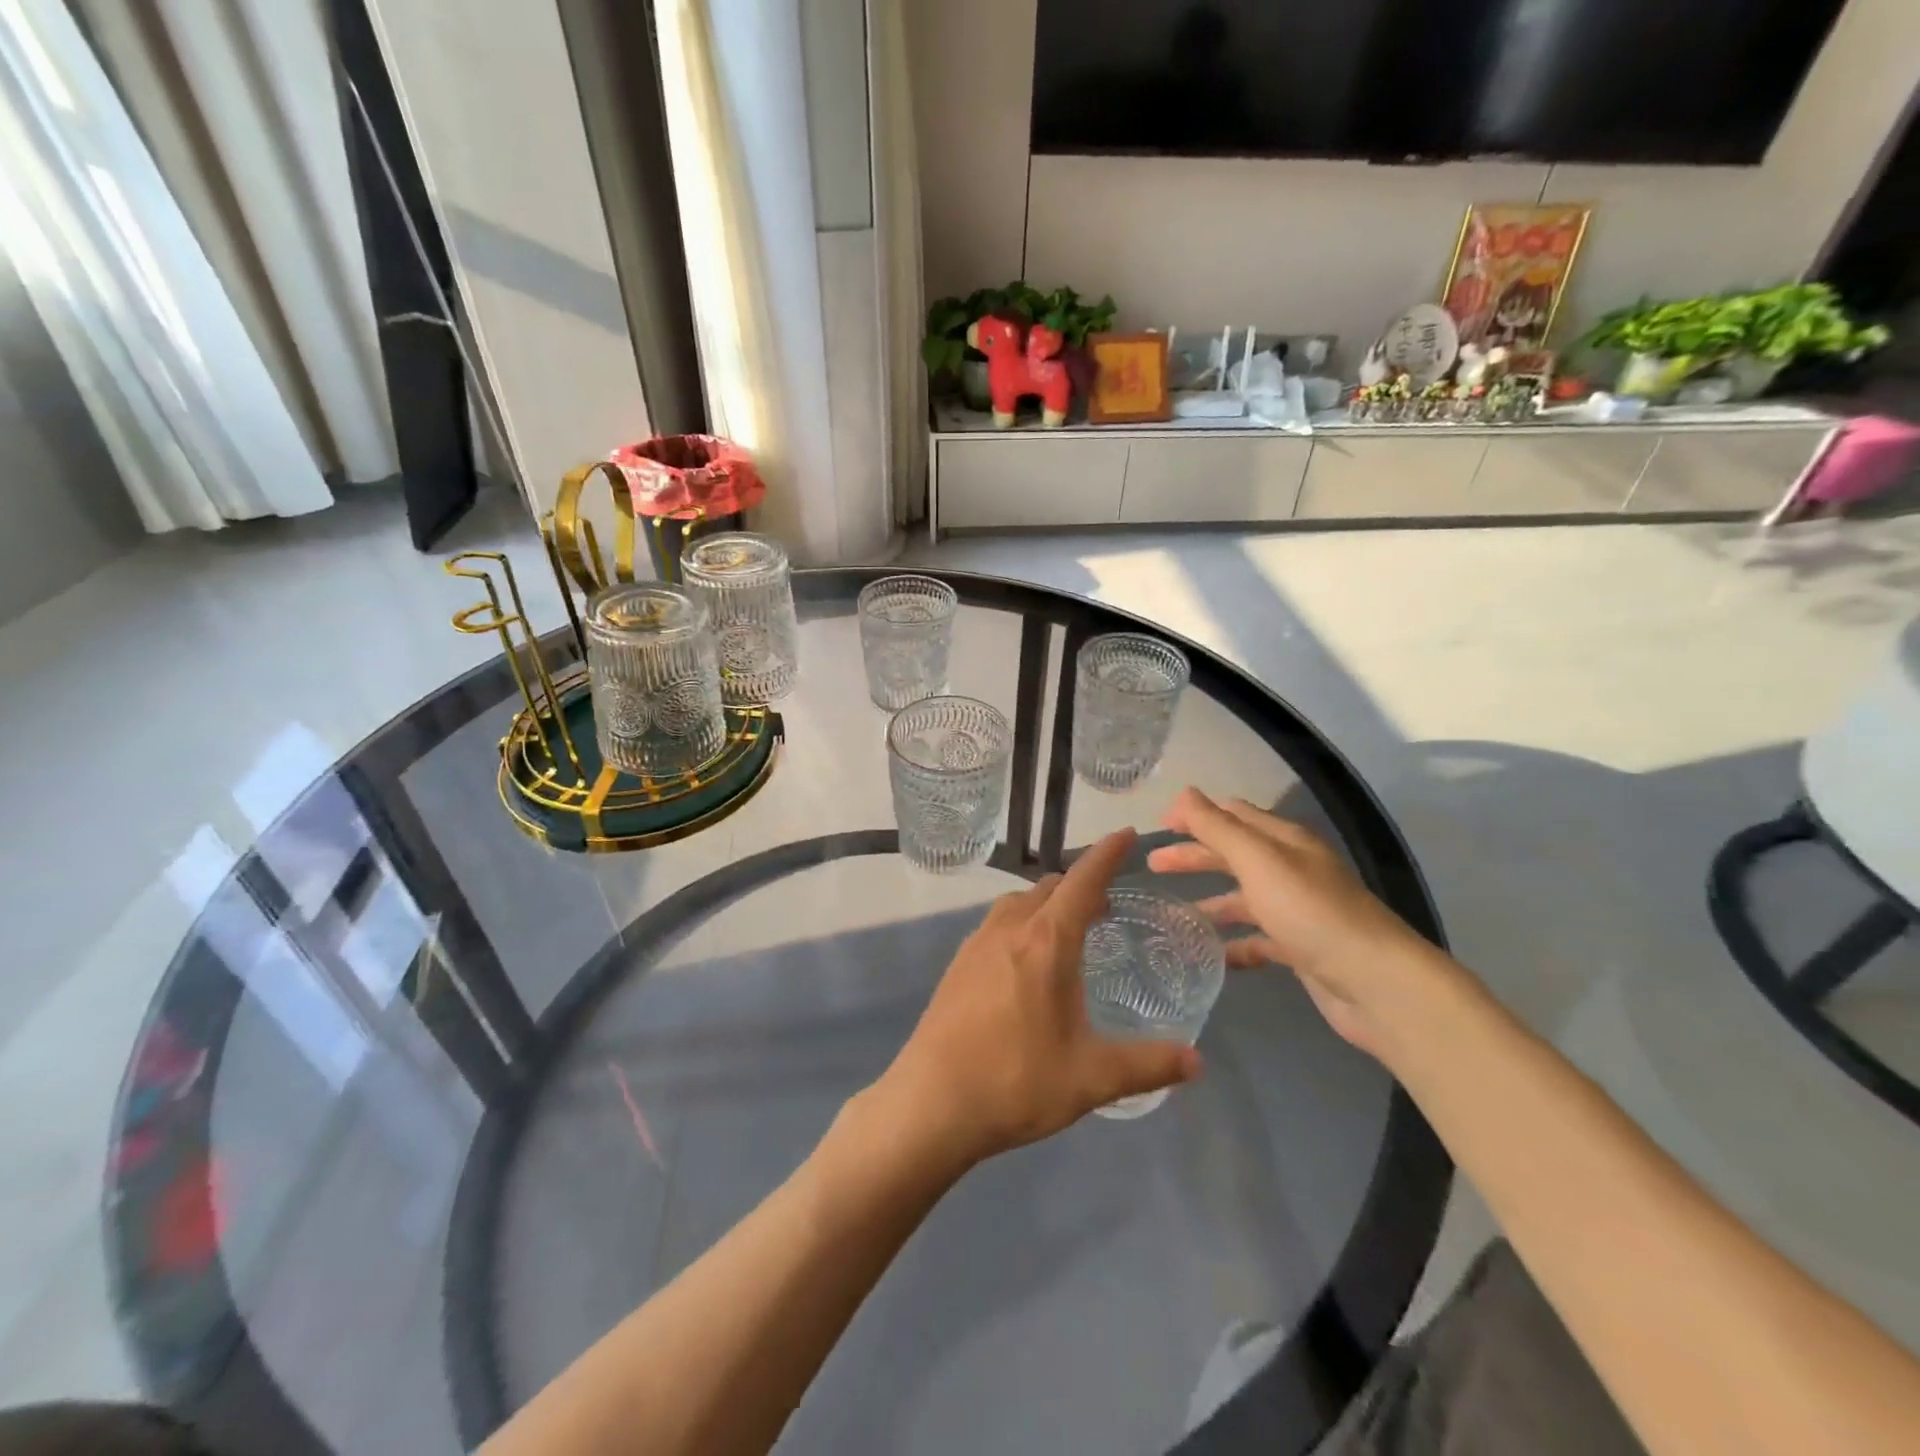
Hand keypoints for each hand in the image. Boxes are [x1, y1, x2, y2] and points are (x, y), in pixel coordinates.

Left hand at [882, 829, 1200, 1164]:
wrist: (931, 1102)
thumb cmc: (1016, 1081)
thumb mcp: (1092, 1078)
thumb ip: (1148, 1065)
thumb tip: (1197, 1062)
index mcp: (1046, 942)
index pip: (1083, 882)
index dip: (1107, 855)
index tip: (1127, 834)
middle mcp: (1009, 929)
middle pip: (1049, 888)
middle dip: (1079, 885)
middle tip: (1105, 905)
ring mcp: (976, 944)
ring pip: (1017, 903)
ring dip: (1046, 903)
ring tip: (1067, 930)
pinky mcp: (957, 965)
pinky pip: (996, 925)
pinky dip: (1021, 923)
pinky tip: (1025, 962)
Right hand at [1147, 788, 1440, 1057]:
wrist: (1376, 983)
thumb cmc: (1311, 911)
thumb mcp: (1258, 861)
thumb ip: (1218, 827)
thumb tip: (1184, 793)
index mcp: (1284, 841)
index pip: (1233, 815)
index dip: (1196, 815)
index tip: (1159, 826)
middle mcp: (1291, 869)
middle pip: (1234, 854)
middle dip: (1194, 856)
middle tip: (1153, 866)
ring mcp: (1297, 910)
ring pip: (1243, 898)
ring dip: (1210, 902)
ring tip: (1171, 916)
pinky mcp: (1300, 948)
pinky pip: (1257, 940)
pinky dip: (1233, 944)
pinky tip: (1210, 956)